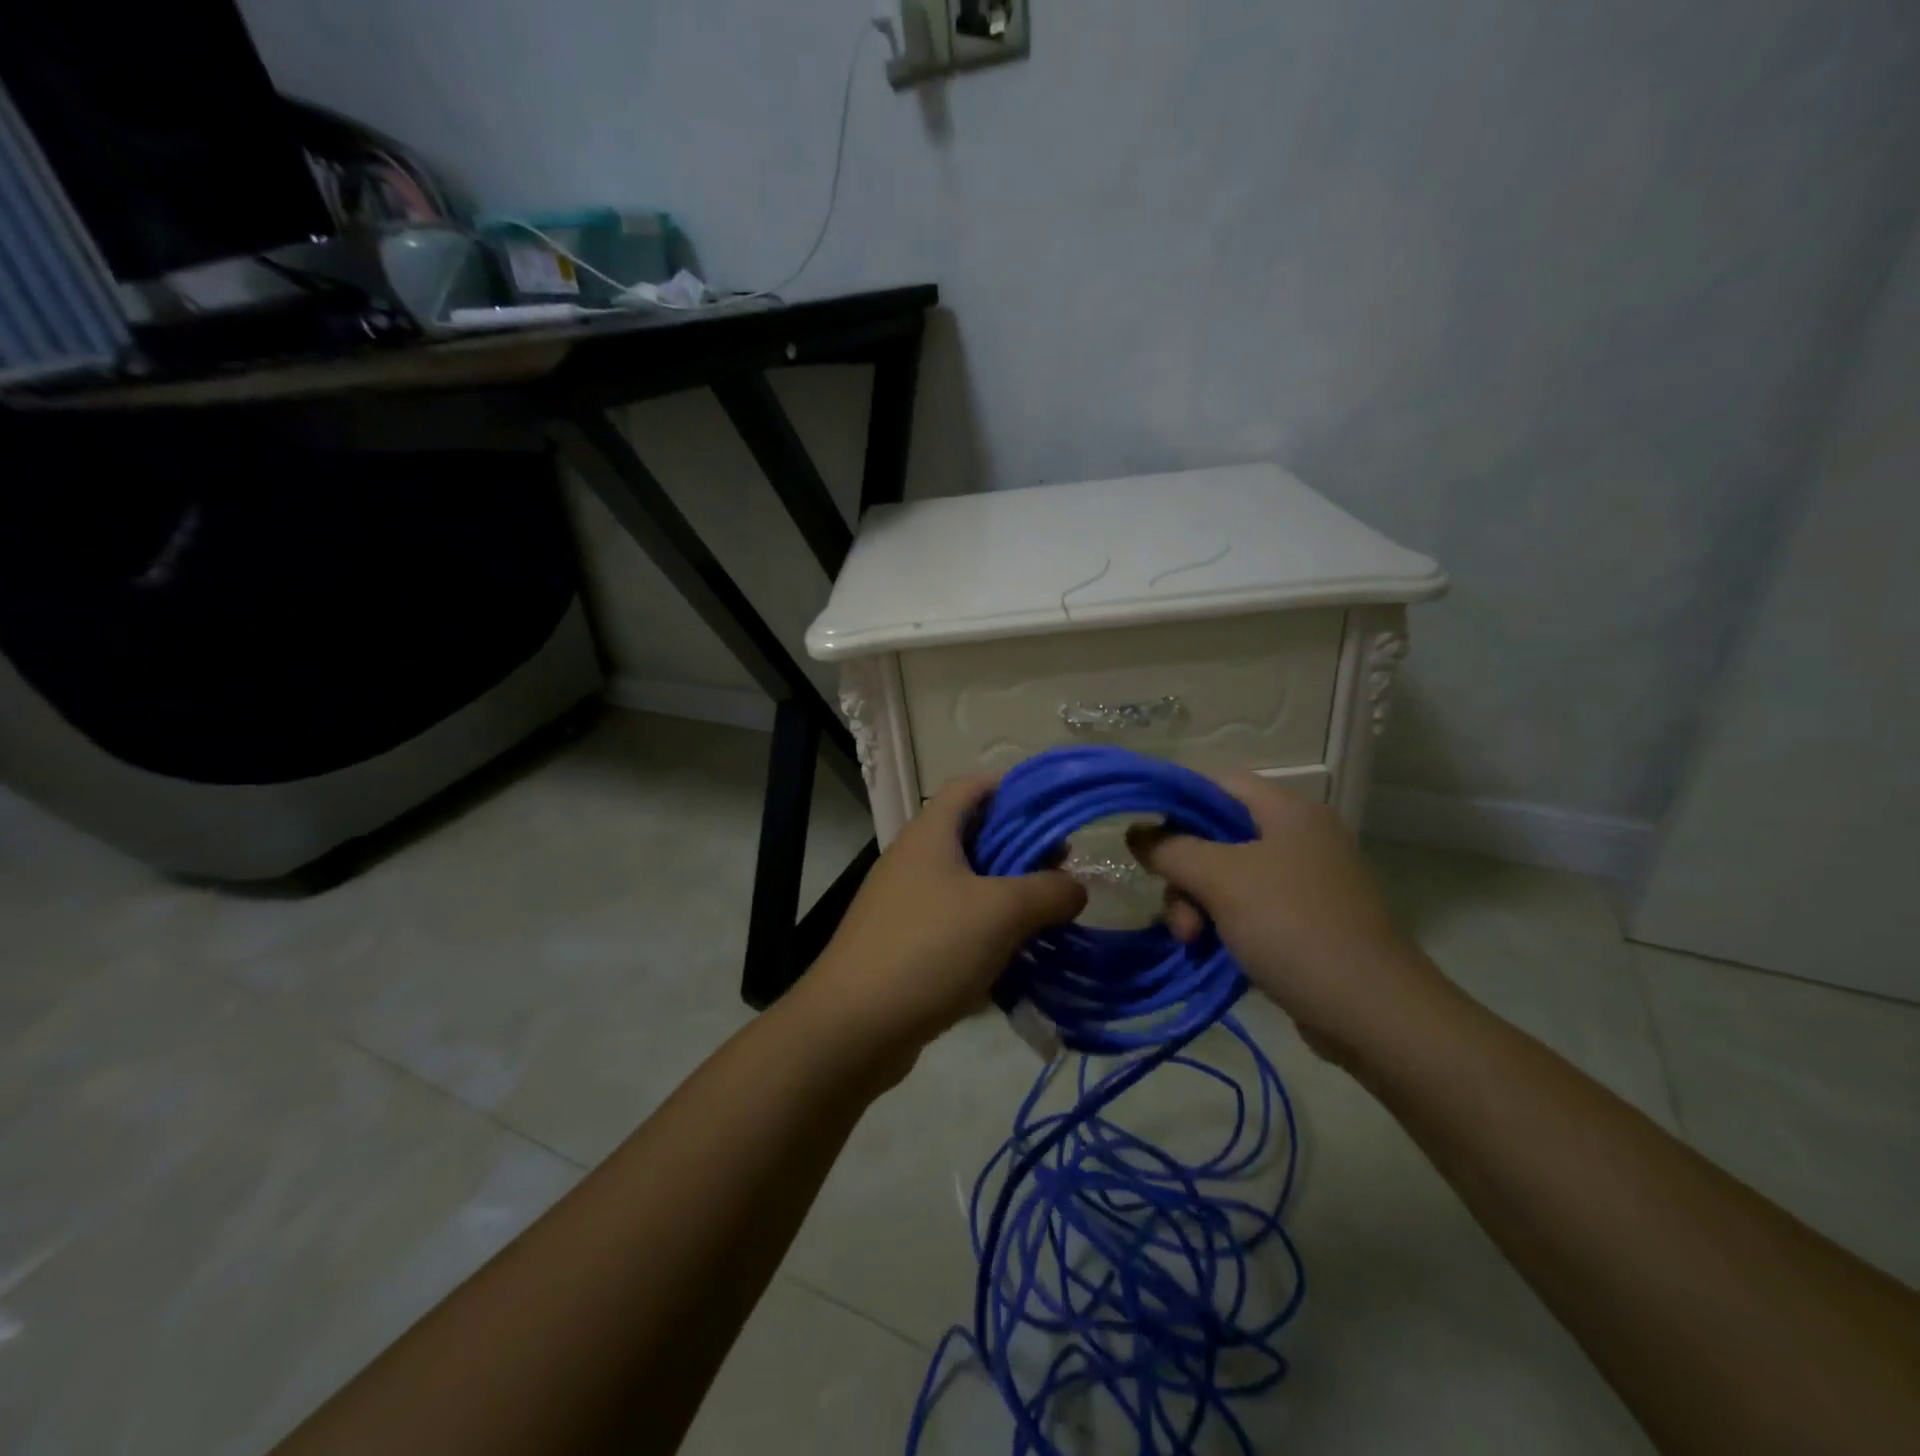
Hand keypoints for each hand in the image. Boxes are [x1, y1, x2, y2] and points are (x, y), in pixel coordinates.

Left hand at [803, 774, 1086, 1055]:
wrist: (852, 1028)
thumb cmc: (928, 949)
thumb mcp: (1000, 912)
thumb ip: (1048, 892)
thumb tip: (1075, 888)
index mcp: (930, 833)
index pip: (972, 786)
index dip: (1013, 789)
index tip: (1054, 811)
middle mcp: (914, 860)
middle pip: (974, 836)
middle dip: (1021, 850)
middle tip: (1062, 871)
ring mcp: (906, 904)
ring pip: (967, 886)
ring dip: (1008, 896)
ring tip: (1049, 916)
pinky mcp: (906, 945)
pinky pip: (955, 926)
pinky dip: (987, 934)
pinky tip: (1017, 958)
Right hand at [1128, 772, 1441, 1060]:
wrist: (1373, 1013)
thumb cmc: (1294, 927)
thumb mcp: (1222, 879)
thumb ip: (1171, 849)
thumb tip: (1135, 832)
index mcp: (1287, 811)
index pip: (1216, 784)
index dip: (1175, 804)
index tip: (1144, 839)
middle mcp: (1298, 837)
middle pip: (1216, 836)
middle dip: (1185, 873)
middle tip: (1179, 914)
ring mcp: (1304, 882)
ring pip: (1226, 877)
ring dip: (1197, 905)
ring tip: (1192, 942)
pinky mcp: (1305, 922)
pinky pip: (1247, 909)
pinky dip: (1222, 925)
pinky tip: (1208, 952)